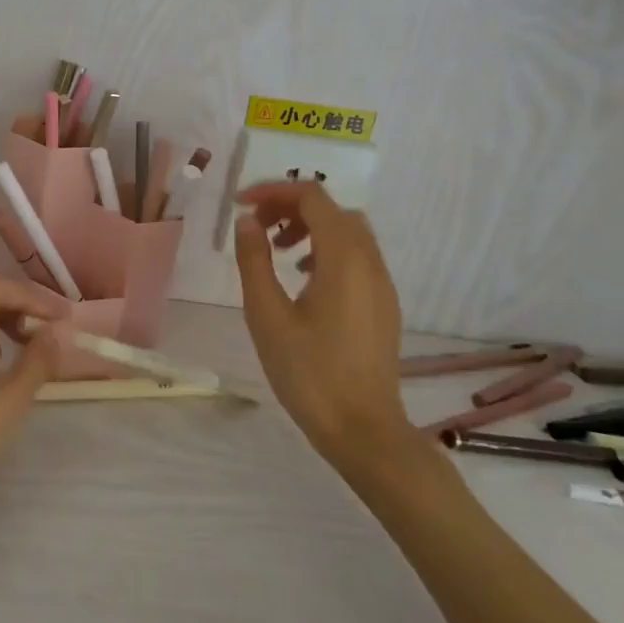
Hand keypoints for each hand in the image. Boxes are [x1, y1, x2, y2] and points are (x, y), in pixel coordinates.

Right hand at [232, 181, 413, 466]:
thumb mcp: (267, 314)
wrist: (363, 431)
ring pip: (348, 231)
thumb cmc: (309, 372)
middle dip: (291, 207)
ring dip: (310, 227)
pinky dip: (326, 249)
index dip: (274, 191)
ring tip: (277, 250)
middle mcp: (370, 261)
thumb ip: (255, 260)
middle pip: (332, 209)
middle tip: (257, 227)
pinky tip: (302, 279)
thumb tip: (248, 221)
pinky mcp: (383, 304)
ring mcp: (381, 283)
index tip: (240, 205)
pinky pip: (357, 256)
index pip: (312, 197)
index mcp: (343, 258)